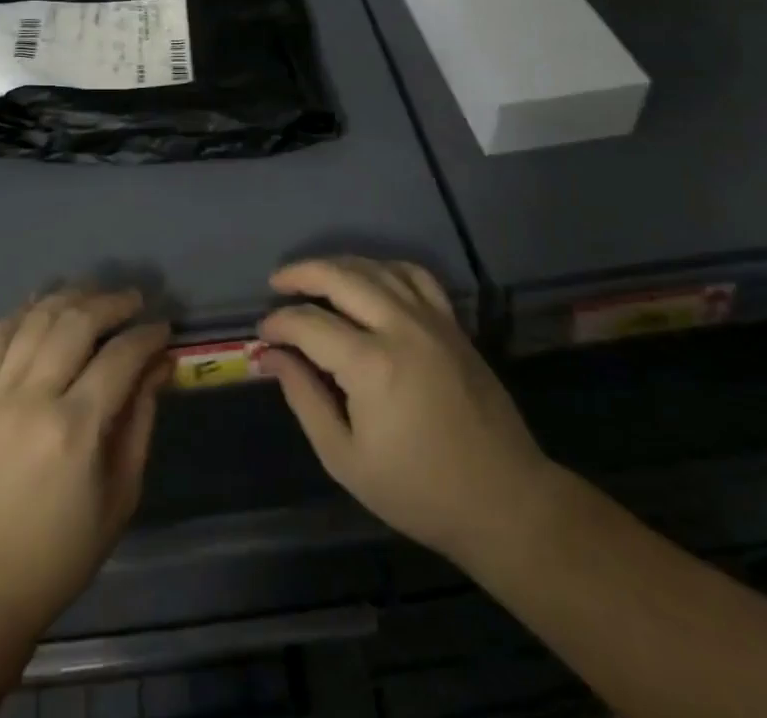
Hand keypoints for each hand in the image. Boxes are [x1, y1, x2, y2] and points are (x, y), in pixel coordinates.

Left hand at [0, 288, 170, 634]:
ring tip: (94, 295)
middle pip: (76, 321)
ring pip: (36, 318)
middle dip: (112, 302)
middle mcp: (33, 398)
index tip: (164, 329)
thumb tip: (159, 365)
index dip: (147, 335)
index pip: (120, 356)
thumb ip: (141, 421)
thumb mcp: (120, 496)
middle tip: (134, 301)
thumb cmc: (61, 553)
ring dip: (70, 296)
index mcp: (75, 429)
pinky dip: (22, 312)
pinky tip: (43, 305)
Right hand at [258, 258, 550, 564]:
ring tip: (314, 277)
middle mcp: (400, 327)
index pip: (309, 324)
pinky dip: (385, 268)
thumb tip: (272, 356)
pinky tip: (370, 279)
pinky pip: (415, 275)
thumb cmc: (418, 490)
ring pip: (375, 268)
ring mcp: (431, 319)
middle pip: (340, 276)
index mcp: (371, 365)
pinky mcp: (452, 323)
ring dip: (338, 265)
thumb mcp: (346, 459)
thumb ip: (305, 399)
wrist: (503, 500)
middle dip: (301, 274)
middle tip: (277, 284)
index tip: (263, 335)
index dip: (279, 323)